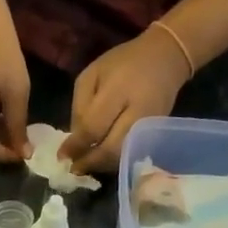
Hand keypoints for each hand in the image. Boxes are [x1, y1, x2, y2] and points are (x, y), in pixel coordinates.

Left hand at [62, 30, 189, 174]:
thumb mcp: (92, 75)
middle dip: (89, 162)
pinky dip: (114, 160)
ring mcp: (150, 126)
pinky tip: (102, 159)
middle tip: (73, 168)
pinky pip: (132, 153)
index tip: (62, 156)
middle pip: (111, 149)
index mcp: (118, 90)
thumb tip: (74, 140)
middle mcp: (137, 112)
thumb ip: (80, 106)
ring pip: (122, 156)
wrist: (166, 58)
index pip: (93, 127)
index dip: (76, 145)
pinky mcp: (157, 134)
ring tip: (85, 166)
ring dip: (101, 165)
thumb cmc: (123, 63)